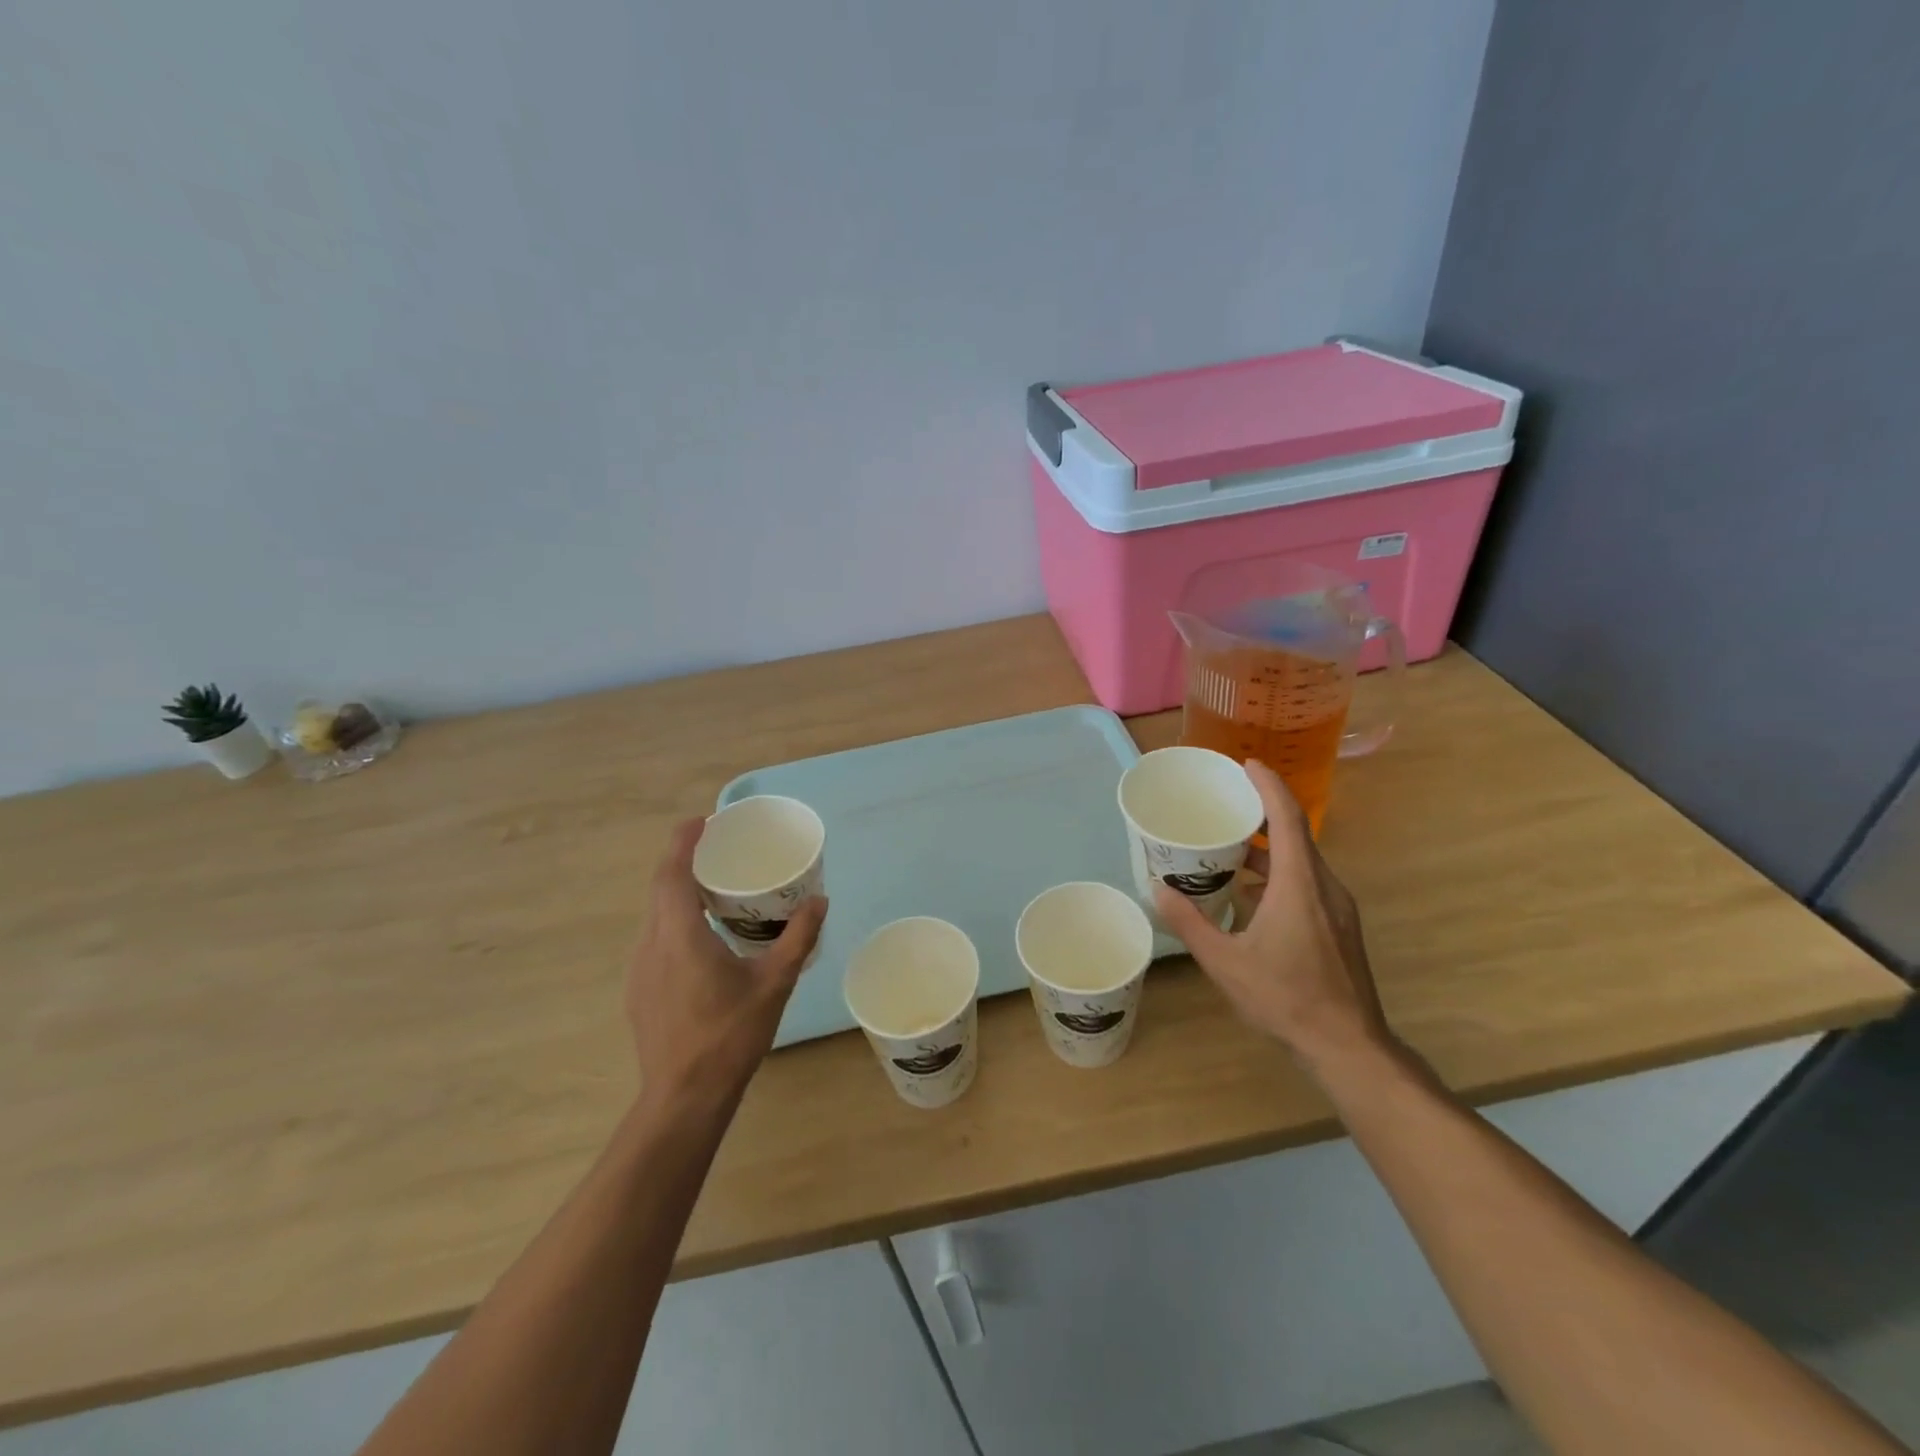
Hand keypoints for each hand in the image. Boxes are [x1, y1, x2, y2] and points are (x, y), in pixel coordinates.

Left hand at [626, 817, 827, 1111]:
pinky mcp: (639, 989)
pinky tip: (702, 937)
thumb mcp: (775, 983)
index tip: (703, 821)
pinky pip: (655, 938)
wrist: (684, 1096)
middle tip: (718, 849)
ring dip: (678, 891)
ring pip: (655, 914)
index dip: (683, 841)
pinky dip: (674, 919)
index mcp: (680, 935)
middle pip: (660, 888)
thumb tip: (819, 901)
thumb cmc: (730, 1035)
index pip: (672, 873)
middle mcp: (652, 944)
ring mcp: (640, 968)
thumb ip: (798, 938)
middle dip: (684, 861)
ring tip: (713, 887)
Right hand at [1152, 760, 1389, 1074]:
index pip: (1288, 818)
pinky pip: (1308, 883)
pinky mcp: (1340, 927)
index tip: (1247, 765)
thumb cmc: (1286, 998)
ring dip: (1269, 849)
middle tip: (1226, 805)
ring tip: (1230, 849)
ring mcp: (1337, 908)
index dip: (1269, 786)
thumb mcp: (1225, 962)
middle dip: (1263, 813)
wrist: (1348, 1045)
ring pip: (1302, 861)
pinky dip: (1279, 875)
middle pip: (1296, 834)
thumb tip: (1158, 888)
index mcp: (1299, 884)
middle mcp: (1324, 886)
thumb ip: (1190, 922)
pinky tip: (1251, 896)